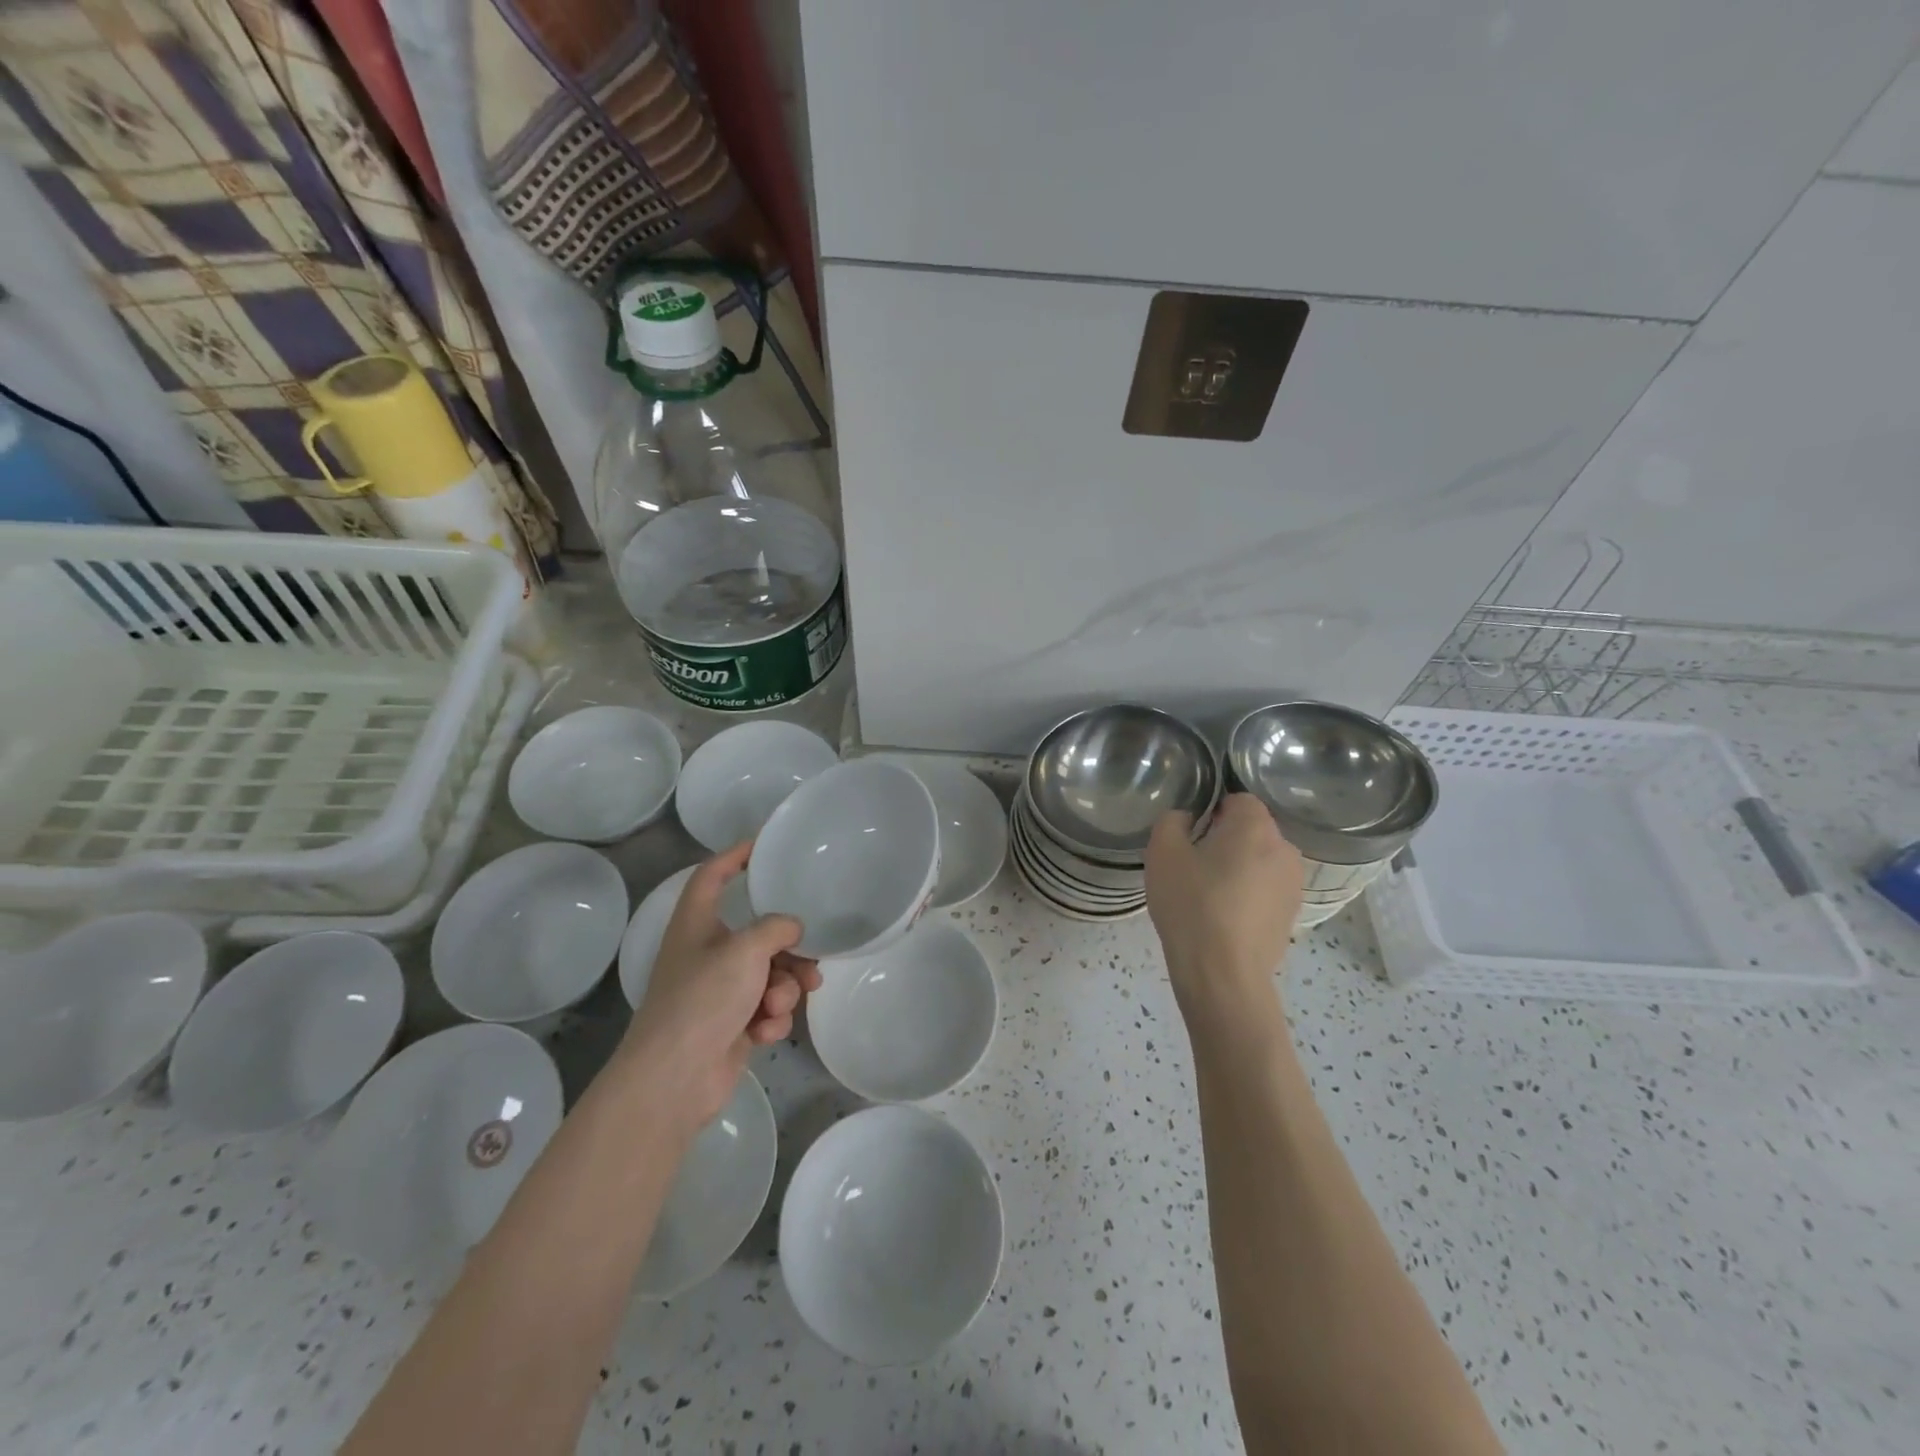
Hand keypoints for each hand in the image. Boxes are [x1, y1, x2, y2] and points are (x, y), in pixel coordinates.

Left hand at [618, 842, 821, 1129]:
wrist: (674, 1079)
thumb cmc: (703, 999)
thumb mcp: (745, 950)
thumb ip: (776, 928)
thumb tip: (792, 928)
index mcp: (697, 923)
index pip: (713, 875)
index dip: (736, 855)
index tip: (765, 845)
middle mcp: (706, 952)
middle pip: (758, 933)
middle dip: (789, 951)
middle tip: (811, 961)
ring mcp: (718, 991)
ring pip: (769, 974)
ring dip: (783, 990)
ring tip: (781, 1005)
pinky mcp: (731, 1024)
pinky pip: (765, 1008)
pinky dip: (770, 1019)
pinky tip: (765, 1032)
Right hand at [1146, 795, 1304, 1038]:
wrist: (1223, 973)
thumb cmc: (1191, 904)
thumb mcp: (1162, 853)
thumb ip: (1172, 821)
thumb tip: (1188, 819)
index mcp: (1255, 826)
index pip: (1239, 799)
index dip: (1213, 810)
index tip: (1191, 833)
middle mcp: (1284, 848)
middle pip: (1253, 829)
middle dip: (1227, 838)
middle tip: (1194, 862)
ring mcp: (1293, 883)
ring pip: (1261, 859)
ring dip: (1239, 866)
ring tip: (1209, 892)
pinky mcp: (1291, 913)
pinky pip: (1267, 888)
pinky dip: (1249, 893)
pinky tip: (1224, 915)